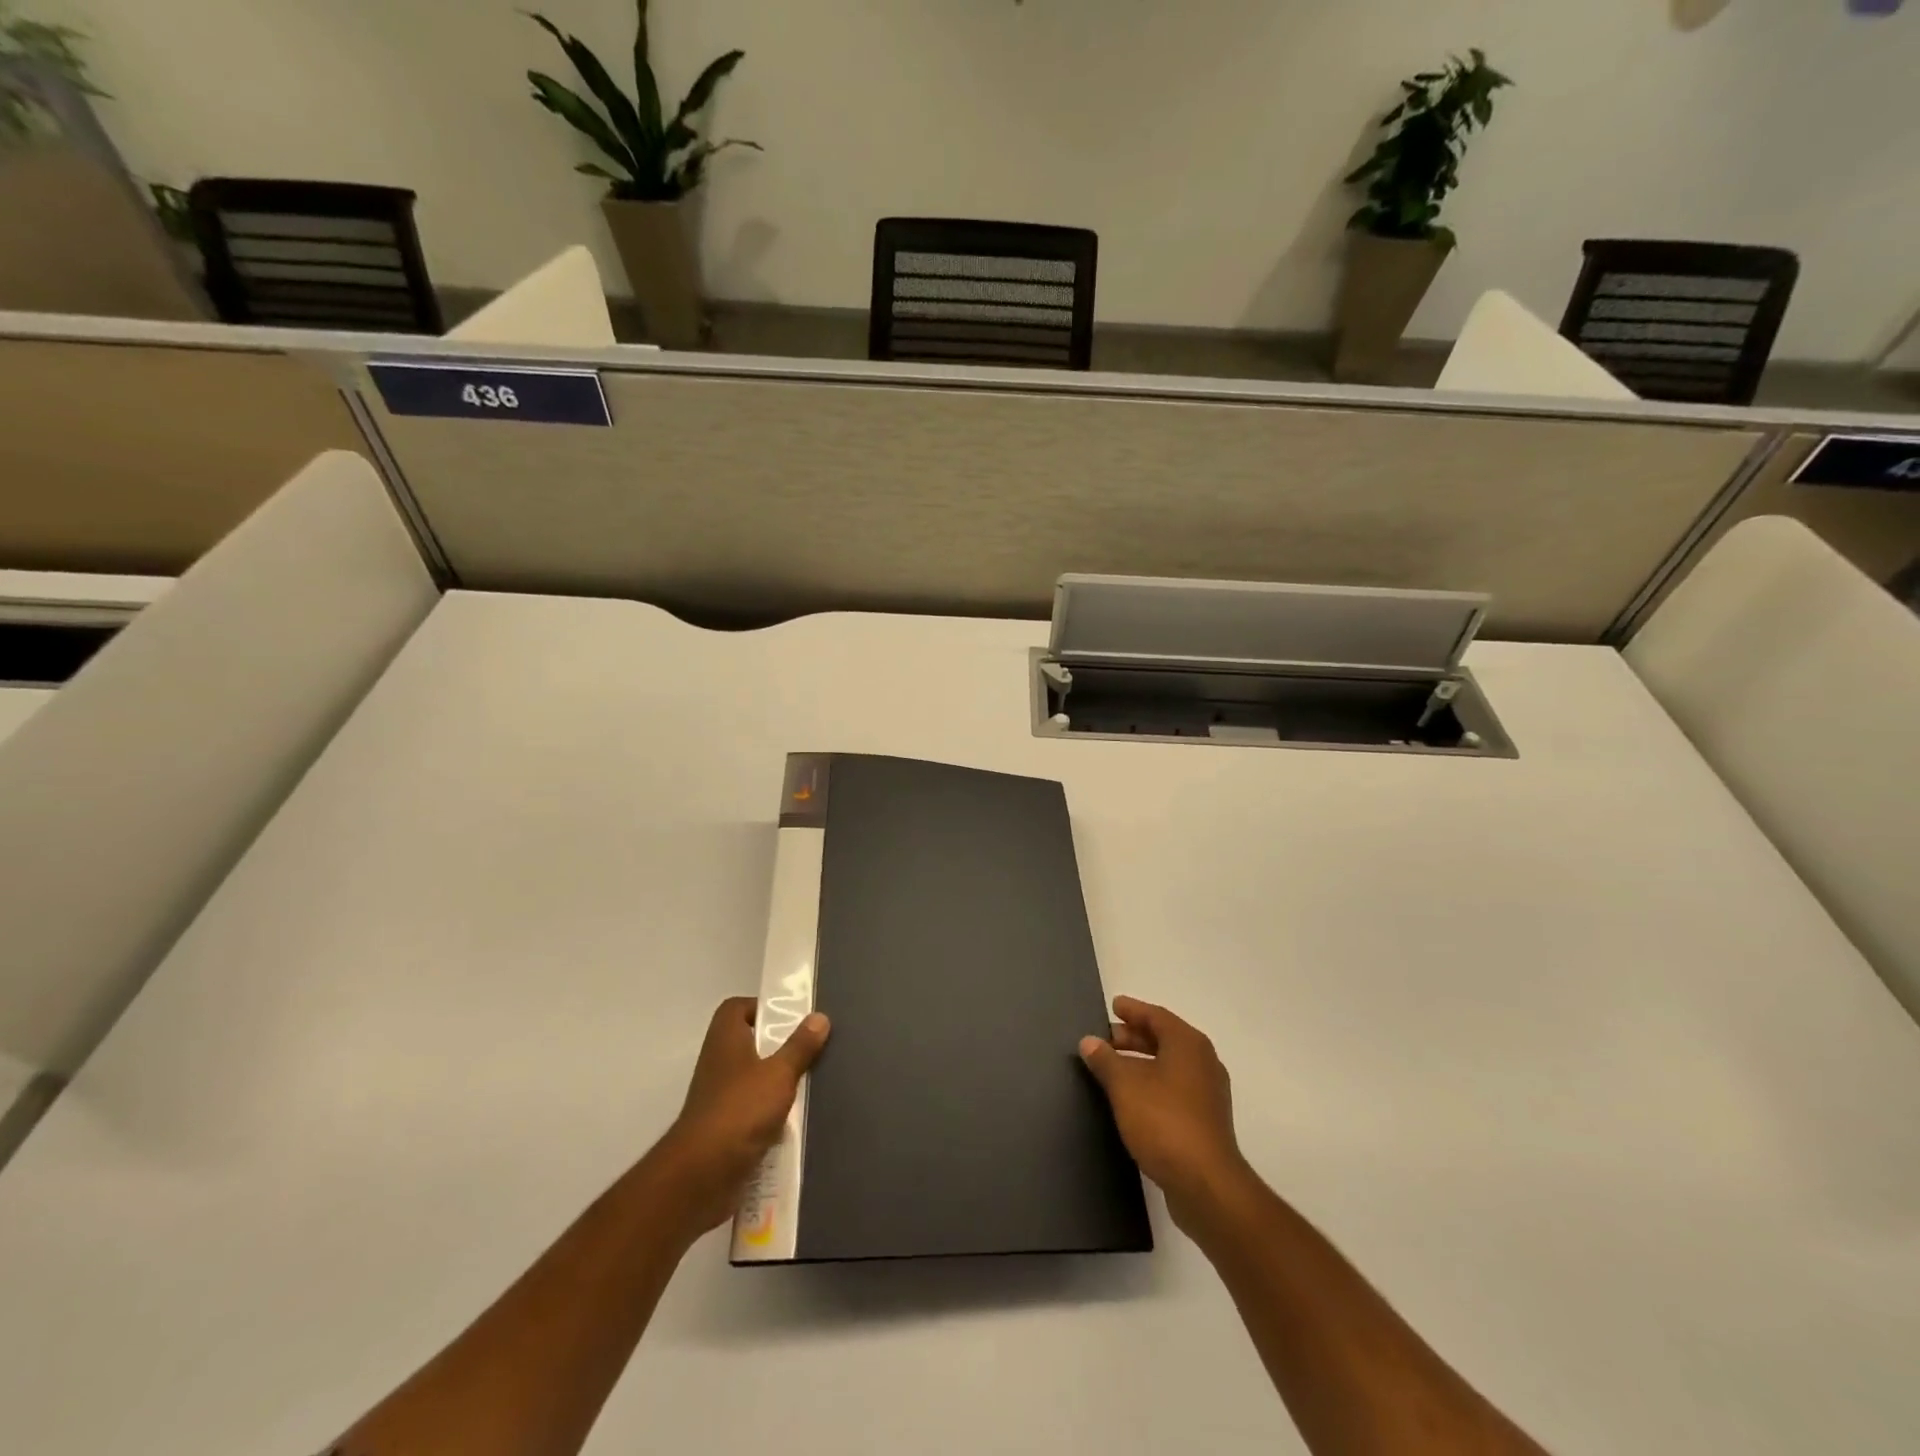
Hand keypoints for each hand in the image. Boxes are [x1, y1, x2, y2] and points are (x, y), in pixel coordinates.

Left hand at [650, 997, 829, 1236]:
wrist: (701, 1175)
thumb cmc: (740, 1109)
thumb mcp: (779, 1073)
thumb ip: (800, 1046)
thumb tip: (819, 1016)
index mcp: (725, 1039)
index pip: (736, 1008)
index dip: (761, 1007)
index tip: (790, 1017)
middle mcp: (718, 1063)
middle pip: (748, 1043)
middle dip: (777, 1046)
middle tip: (809, 1049)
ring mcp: (717, 1097)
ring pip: (751, 1079)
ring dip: (776, 1082)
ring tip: (809, 1083)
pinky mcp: (723, 1129)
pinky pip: (751, 1111)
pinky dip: (770, 1113)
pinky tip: (795, 1119)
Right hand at [1080, 996, 1248, 1227]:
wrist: (1206, 1185)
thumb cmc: (1164, 1122)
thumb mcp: (1125, 1086)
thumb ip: (1105, 1060)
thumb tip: (1089, 1041)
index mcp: (1188, 1044)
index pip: (1156, 1016)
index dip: (1133, 1010)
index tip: (1113, 1006)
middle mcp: (1203, 1062)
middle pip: (1164, 1039)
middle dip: (1133, 1037)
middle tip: (1105, 1039)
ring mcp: (1208, 1093)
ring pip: (1169, 1065)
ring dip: (1141, 1063)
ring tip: (1112, 1068)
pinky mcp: (1206, 1121)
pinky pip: (1174, 1088)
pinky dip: (1152, 1084)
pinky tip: (1132, 1098)